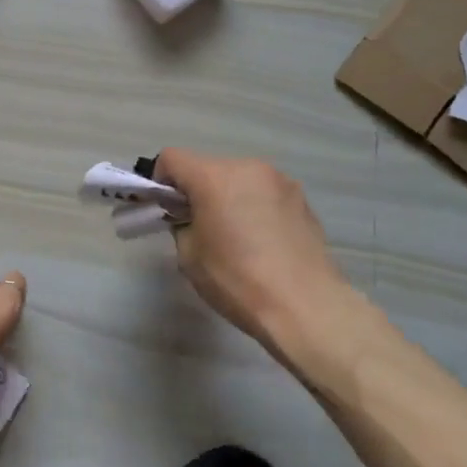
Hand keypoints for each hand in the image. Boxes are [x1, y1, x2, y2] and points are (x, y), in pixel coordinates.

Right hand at [154, 148, 344, 347]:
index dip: (160, 180)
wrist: (307, 307)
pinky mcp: (302, 200)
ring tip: (236, 237)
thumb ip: (182, 225)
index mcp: (214, 176)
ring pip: (239, 180)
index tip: (165, 209)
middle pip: (208, 168)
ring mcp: (280, 181)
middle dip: (197, 190)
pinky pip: (265, 195)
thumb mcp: (190, 256)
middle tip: (199, 227)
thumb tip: (191, 218)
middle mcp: (248, 168)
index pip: (172, 158)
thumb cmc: (238, 280)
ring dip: (228, 197)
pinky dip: (255, 208)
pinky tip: (263, 243)